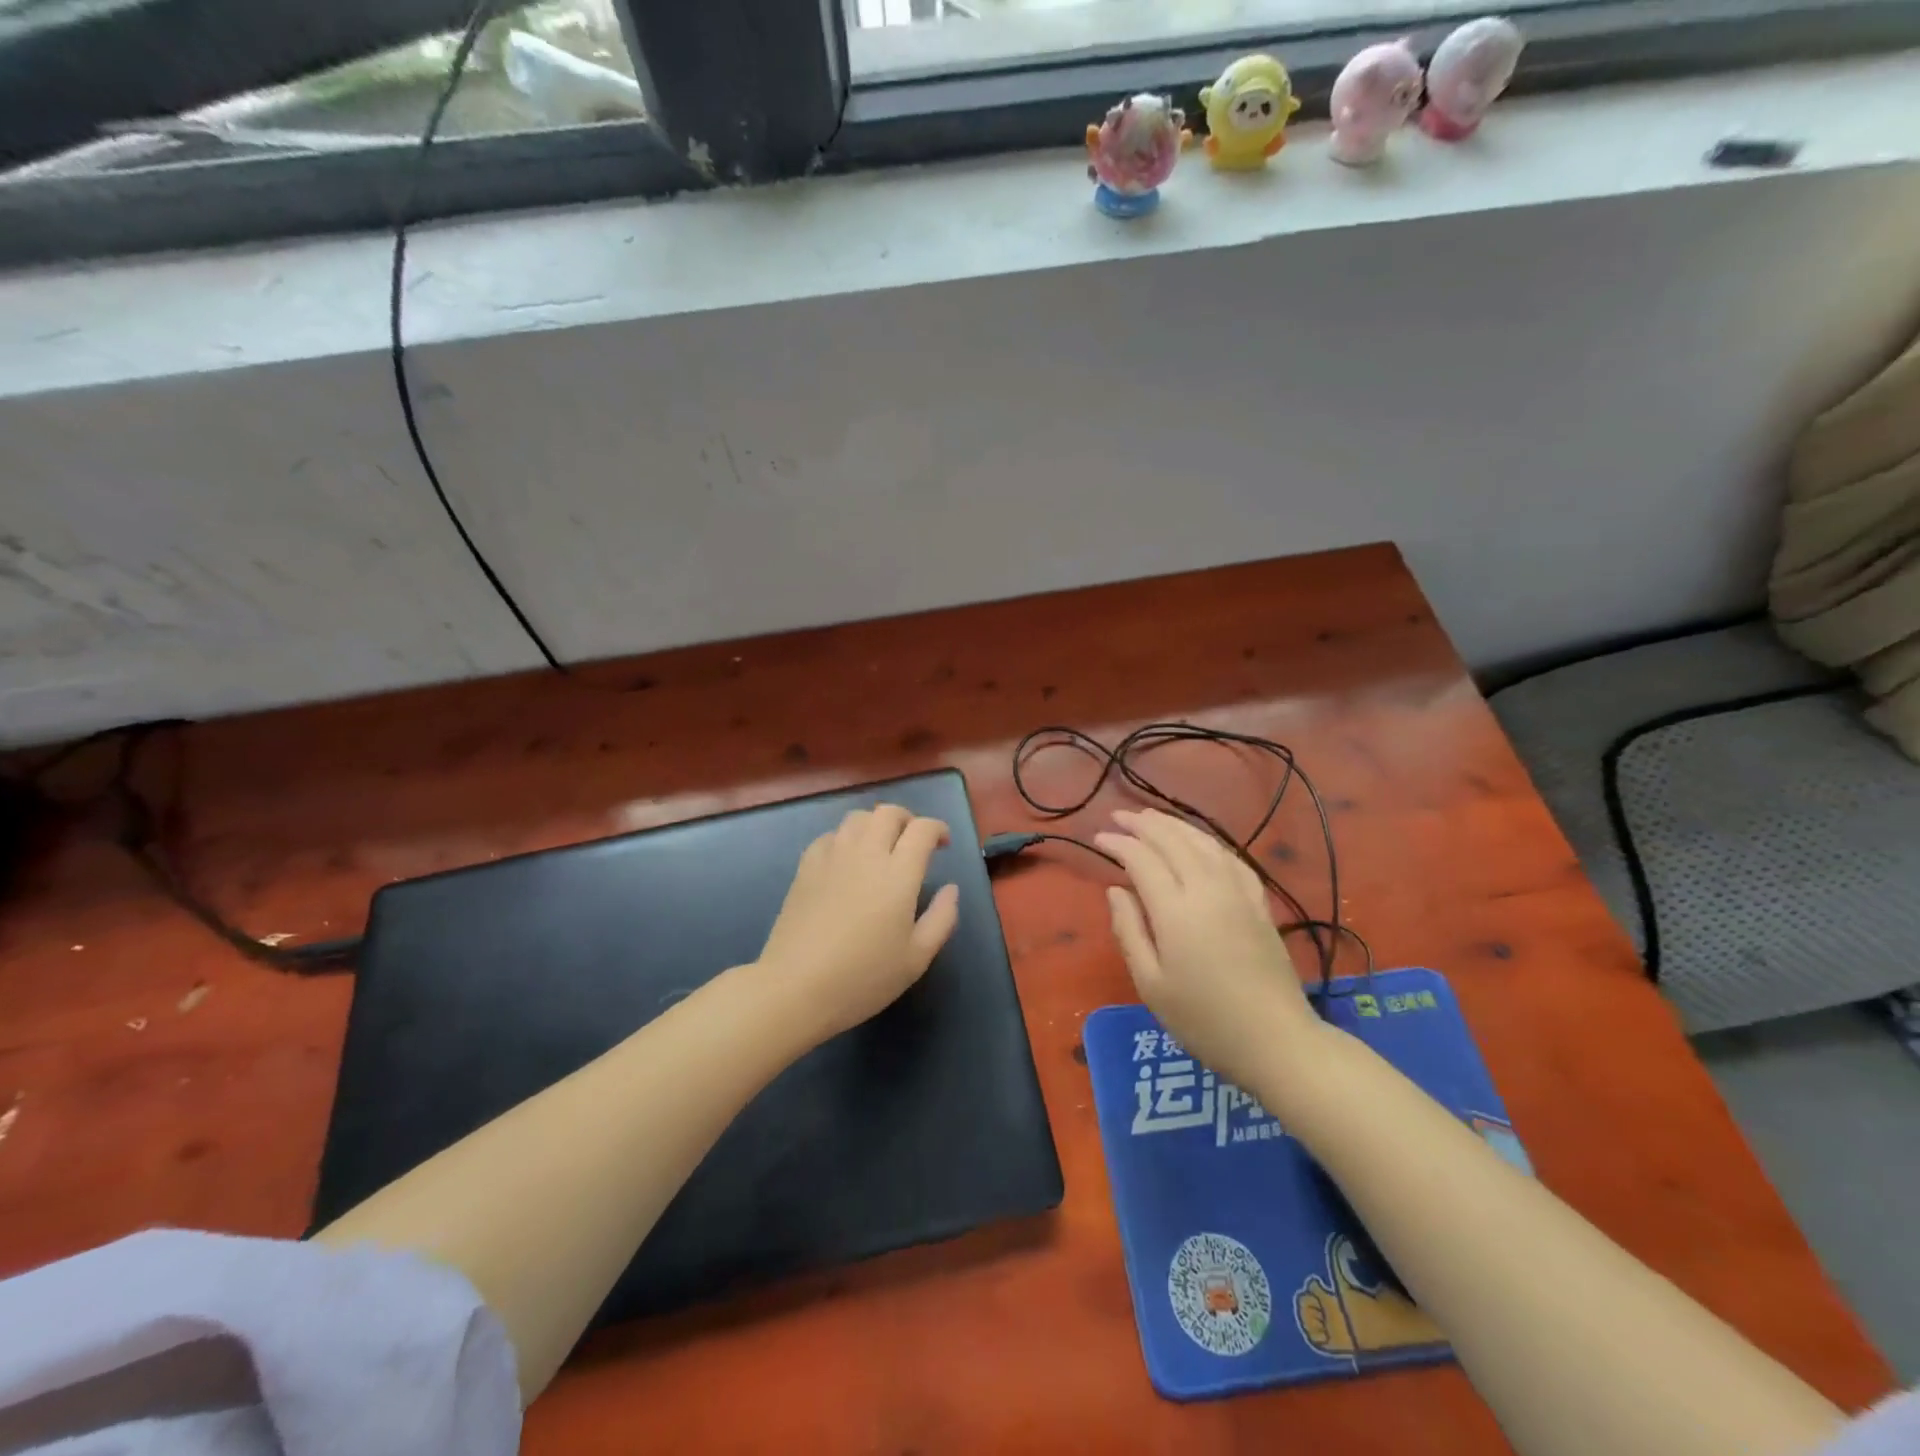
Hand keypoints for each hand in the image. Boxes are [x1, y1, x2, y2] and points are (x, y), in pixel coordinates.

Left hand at [757, 804, 960, 1044]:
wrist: (796, 988)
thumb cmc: (863, 977)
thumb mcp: (916, 958)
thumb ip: (942, 918)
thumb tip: (951, 888)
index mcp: (898, 874)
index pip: (922, 829)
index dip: (937, 828)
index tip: (943, 844)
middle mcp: (866, 854)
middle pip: (888, 812)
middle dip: (907, 819)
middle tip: (914, 842)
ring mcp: (832, 857)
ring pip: (857, 817)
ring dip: (876, 824)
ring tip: (881, 847)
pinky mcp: (806, 867)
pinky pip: (830, 836)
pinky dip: (846, 838)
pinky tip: (847, 861)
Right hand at [1095, 808, 1320, 1090]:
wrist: (1276, 1042)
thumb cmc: (1204, 1020)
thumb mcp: (1151, 984)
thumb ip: (1129, 930)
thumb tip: (1116, 890)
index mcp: (1176, 910)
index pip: (1141, 859)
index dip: (1118, 843)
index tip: (1098, 837)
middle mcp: (1207, 889)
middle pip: (1172, 841)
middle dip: (1143, 824)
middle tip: (1118, 815)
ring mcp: (1238, 893)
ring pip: (1203, 842)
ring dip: (1174, 824)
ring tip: (1151, 817)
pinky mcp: (1259, 903)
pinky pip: (1231, 858)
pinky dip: (1209, 842)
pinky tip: (1200, 842)